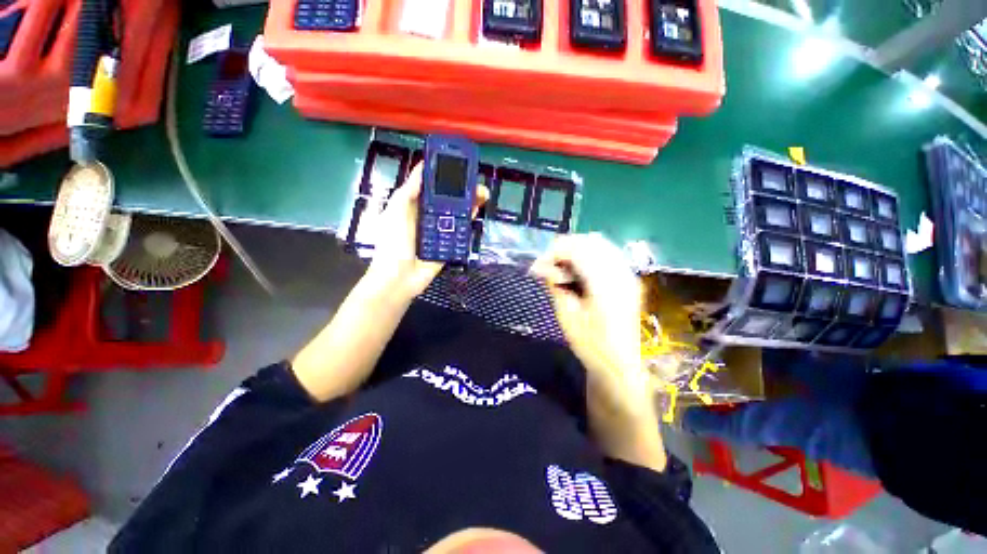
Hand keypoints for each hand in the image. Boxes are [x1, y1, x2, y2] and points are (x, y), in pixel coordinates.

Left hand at [365, 163, 488, 299]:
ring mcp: (439, 231)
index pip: (430, 188)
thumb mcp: (395, 212)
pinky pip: (460, 230)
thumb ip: (409, 191)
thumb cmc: (393, 243)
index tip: (456, 164)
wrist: (399, 278)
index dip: (442, 175)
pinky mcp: (448, 245)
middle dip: (461, 189)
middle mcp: (428, 217)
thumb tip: (422, 167)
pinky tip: (477, 209)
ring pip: (456, 213)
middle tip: (475, 179)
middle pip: (447, 199)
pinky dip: (469, 219)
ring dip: (469, 202)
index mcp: (413, 207)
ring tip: (482, 192)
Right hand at [530, 234, 649, 411]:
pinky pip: (607, 254)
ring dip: (576, 250)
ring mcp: (628, 274)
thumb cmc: (591, 345)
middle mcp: (621, 273)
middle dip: (564, 248)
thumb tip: (542, 267)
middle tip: (547, 266)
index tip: (536, 267)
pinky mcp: (628, 279)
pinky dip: (588, 255)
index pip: (578, 249)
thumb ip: (555, 285)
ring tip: (560, 267)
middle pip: (591, 241)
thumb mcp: (567, 316)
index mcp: (605, 284)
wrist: (620, 365)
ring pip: (600, 244)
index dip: (554, 252)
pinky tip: (577, 271)